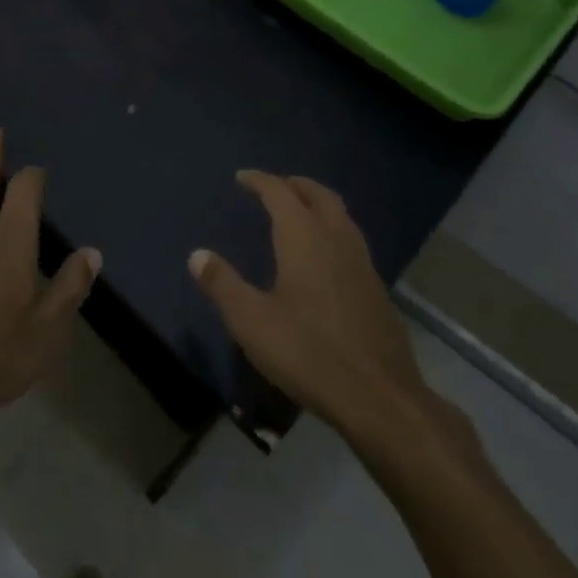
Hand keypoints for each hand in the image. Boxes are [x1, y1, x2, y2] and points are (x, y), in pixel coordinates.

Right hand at [190, 170, 436, 444]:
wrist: (380, 400)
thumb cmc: (308, 353)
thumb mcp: (252, 321)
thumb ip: (222, 284)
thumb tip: (197, 255)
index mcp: (304, 238)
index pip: (280, 192)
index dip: (260, 180)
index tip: (242, 177)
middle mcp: (337, 240)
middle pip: (320, 196)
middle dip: (296, 185)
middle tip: (275, 185)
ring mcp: (363, 265)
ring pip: (342, 217)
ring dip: (319, 205)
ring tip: (300, 214)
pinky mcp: (378, 292)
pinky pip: (353, 243)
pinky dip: (334, 233)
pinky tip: (325, 260)